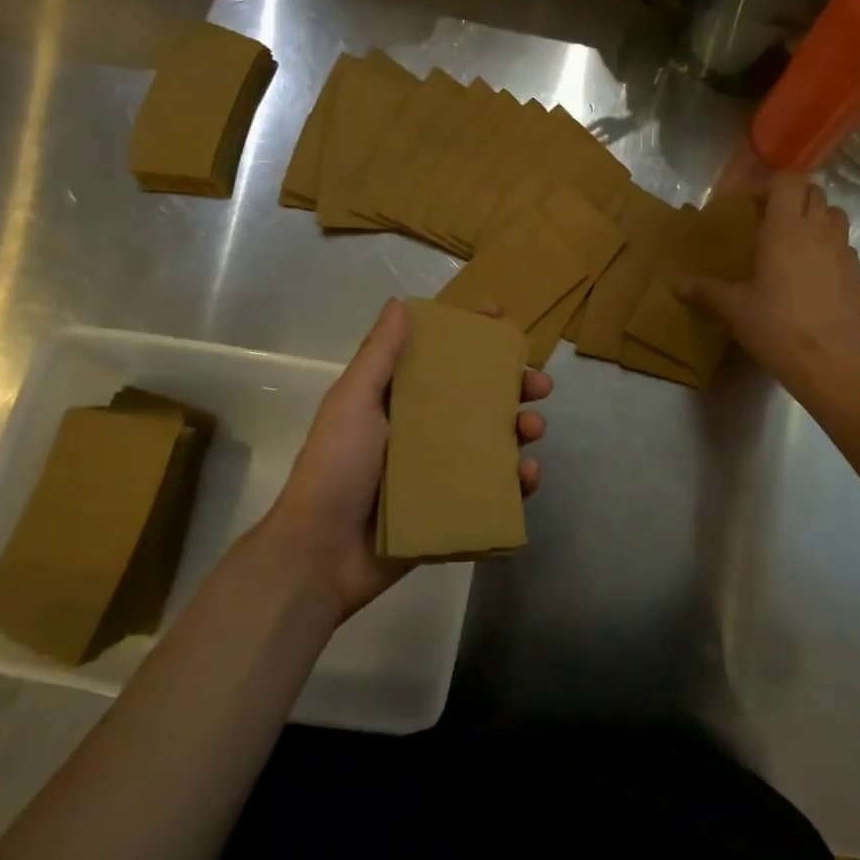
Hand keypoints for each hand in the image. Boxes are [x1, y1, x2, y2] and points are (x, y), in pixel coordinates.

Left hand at [256, 299, 551, 619]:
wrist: (321, 555)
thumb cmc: (336, 467)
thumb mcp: (353, 402)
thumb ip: (379, 356)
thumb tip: (400, 304)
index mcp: (400, 400)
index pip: (441, 358)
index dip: (471, 336)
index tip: (501, 318)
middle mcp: (424, 429)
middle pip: (479, 398)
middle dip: (513, 386)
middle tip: (539, 384)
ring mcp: (441, 469)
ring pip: (494, 440)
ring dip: (521, 428)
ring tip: (533, 428)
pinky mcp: (453, 507)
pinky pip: (494, 488)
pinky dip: (516, 480)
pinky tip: (528, 475)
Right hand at [680, 174, 859, 396]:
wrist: (828, 360)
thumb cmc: (775, 325)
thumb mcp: (733, 308)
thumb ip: (706, 290)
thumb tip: (677, 284)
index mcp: (785, 228)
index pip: (788, 181)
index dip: (771, 186)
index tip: (753, 206)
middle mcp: (817, 230)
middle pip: (813, 192)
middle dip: (793, 199)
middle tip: (771, 222)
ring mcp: (842, 250)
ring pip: (835, 214)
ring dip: (816, 218)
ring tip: (796, 241)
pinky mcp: (857, 272)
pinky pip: (844, 244)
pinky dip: (829, 246)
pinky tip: (814, 272)